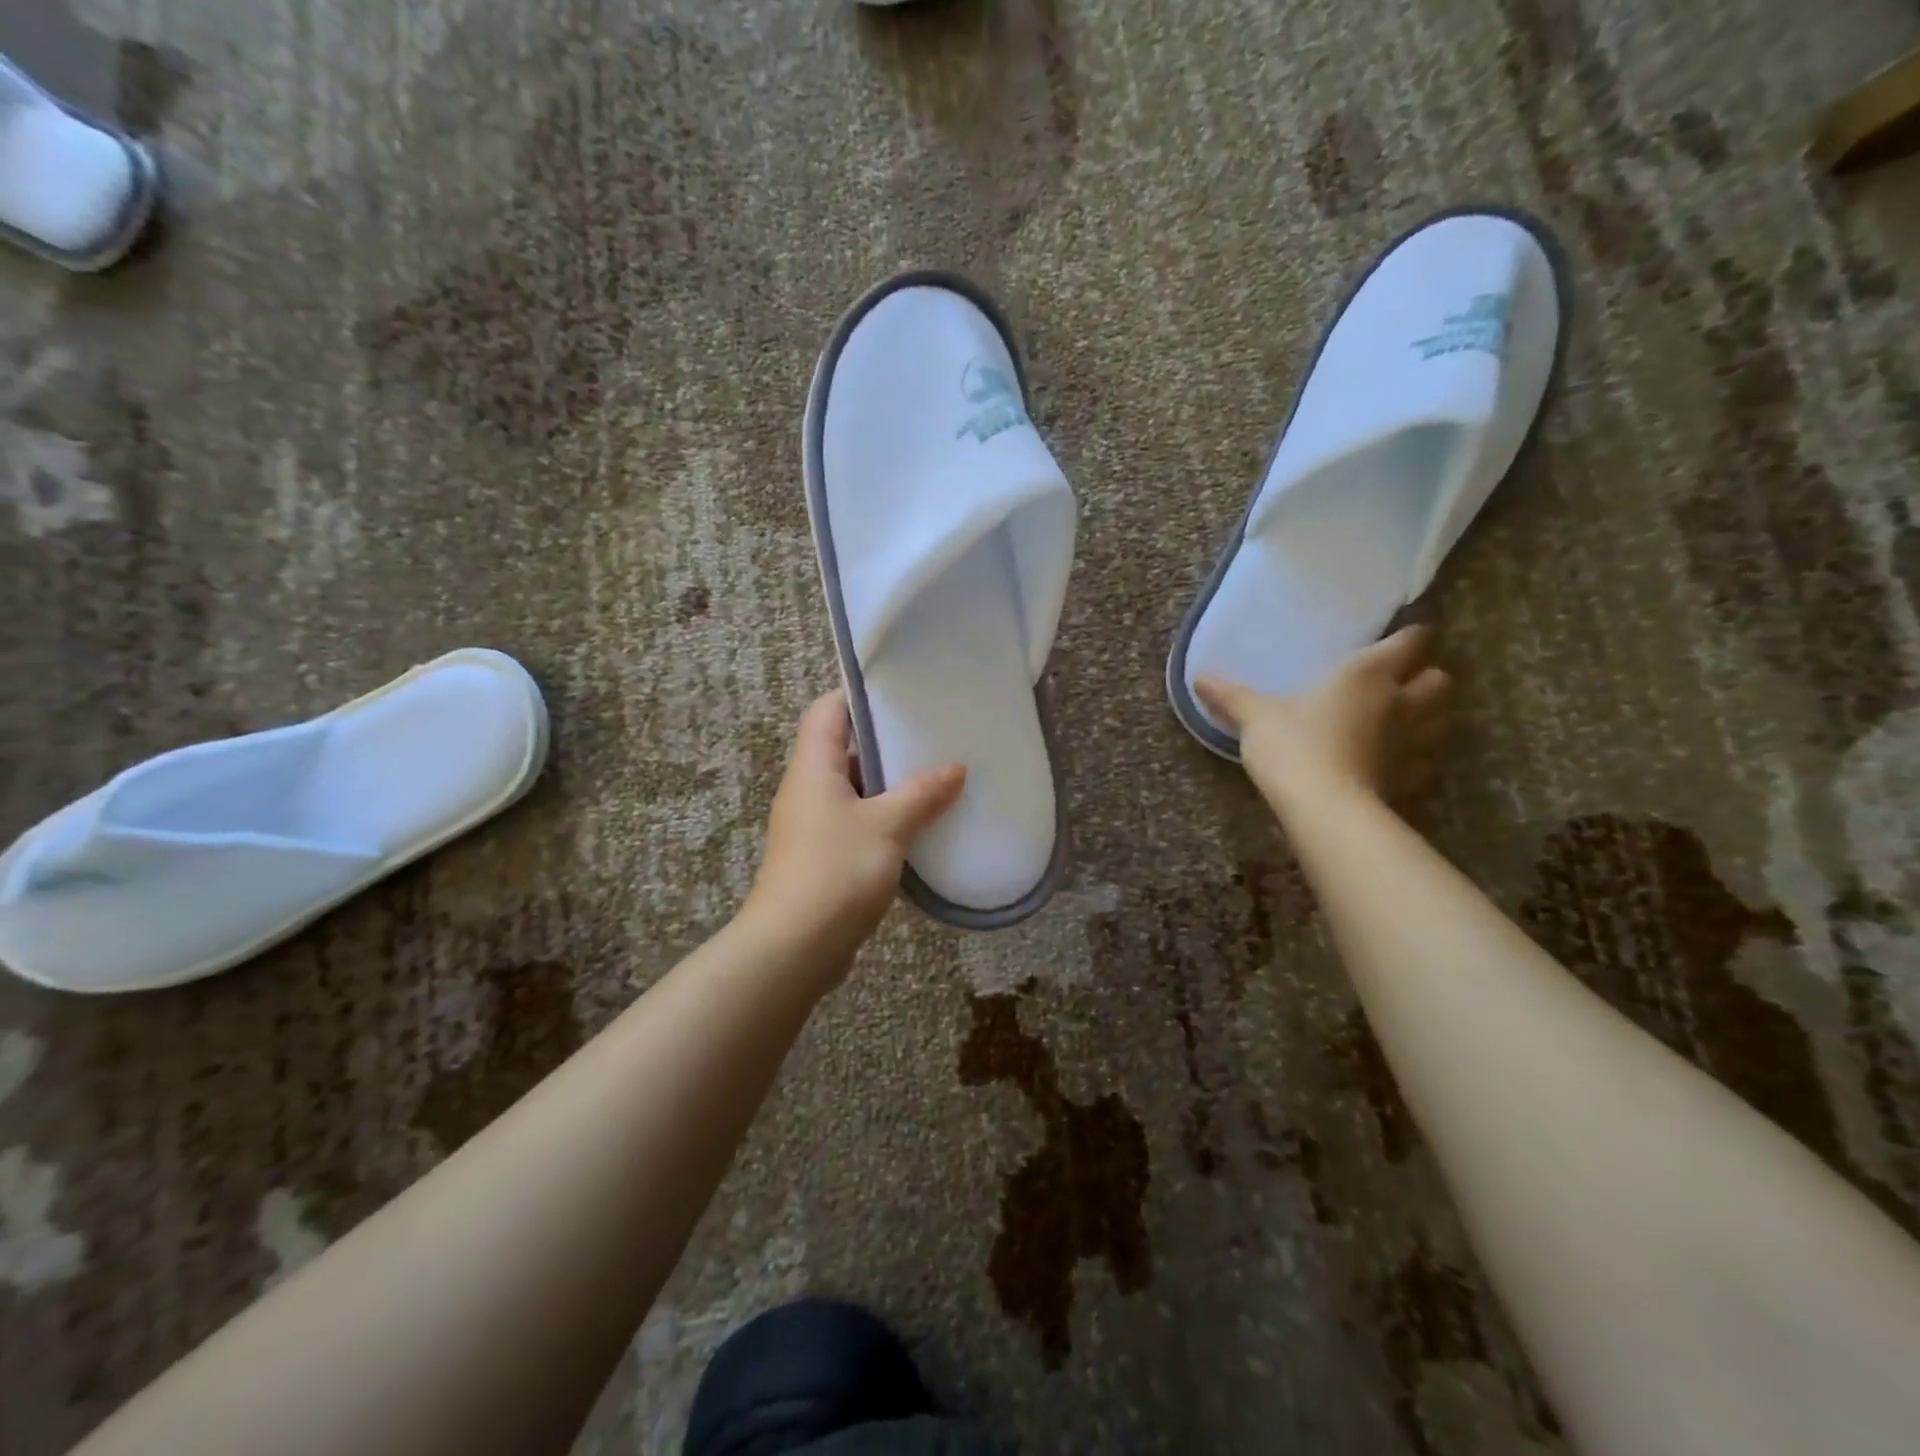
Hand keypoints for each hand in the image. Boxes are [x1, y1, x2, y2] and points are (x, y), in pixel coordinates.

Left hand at [743, 690, 965, 972]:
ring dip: (891, 784)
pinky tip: (923, 825)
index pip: (828, 711)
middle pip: (845, 749)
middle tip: (934, 735)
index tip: (903, 693)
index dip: (859, 695)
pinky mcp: (825, 856)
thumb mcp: (887, 826)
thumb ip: (922, 794)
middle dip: (887, 742)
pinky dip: (887, 818)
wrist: (795, 948)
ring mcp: (815, 825)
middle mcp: (809, 789)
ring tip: (938, 775)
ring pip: (856, 789)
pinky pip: (859, 823)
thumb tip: (956, 767)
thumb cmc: (836, 871)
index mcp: (814, 767)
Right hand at [1195, 626, 1450, 810]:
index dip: (1411, 634)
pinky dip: (1413, 758)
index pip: (1410, 641)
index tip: (1403, 632)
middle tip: (1402, 679)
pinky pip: (1423, 762)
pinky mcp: (1408, 779)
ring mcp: (1410, 743)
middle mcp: (1399, 702)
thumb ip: (1231, 695)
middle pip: (1439, 679)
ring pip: (1440, 720)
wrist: (1324, 808)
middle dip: (1427, 676)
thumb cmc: (1293, 746)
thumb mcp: (1255, 717)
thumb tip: (1199, 677)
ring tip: (1401, 719)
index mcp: (1366, 674)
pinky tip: (1391, 762)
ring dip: (1428, 716)